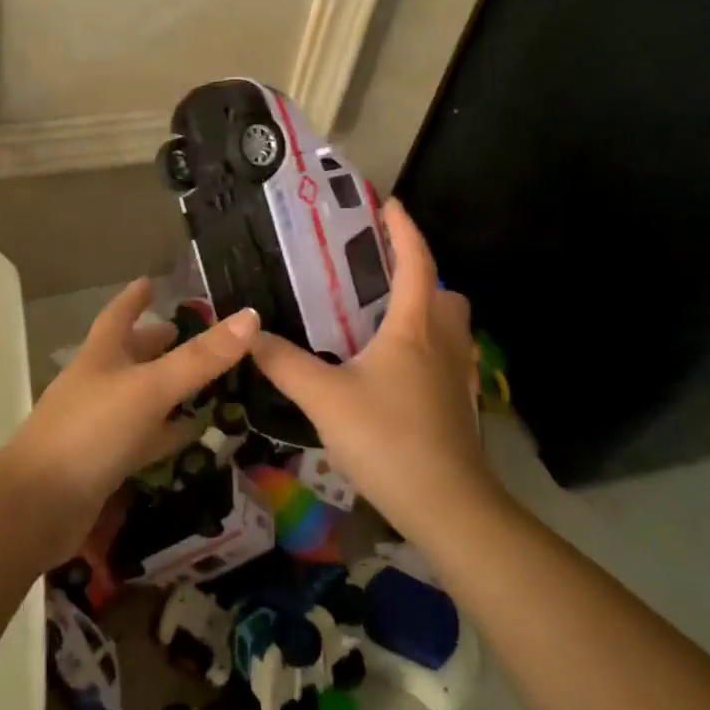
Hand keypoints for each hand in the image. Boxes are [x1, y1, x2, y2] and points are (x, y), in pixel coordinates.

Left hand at [0, 278, 258, 560]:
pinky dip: (169, 432)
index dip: (135, 298)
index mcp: (101, 355)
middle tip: (193, 332)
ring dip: (169, 387)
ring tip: (207, 380)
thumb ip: (200, 358)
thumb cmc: (91, 432)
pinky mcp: (105, 462)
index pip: (119, 315)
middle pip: (131, 354)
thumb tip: (250, 316)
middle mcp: (98, 383)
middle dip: (158, 341)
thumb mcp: (150, 388)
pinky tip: (193, 432)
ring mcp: (100, 424)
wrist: (36, 507)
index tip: (151, 282)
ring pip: (141, 396)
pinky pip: (145, 438)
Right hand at [252, 200, 496, 545]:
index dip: (403, 228)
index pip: (415, 261)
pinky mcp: (459, 403)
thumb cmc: (389, 438)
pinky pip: (446, 354)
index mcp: (414, 325)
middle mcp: (443, 340)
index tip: (388, 203)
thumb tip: (249, 334)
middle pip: (442, 289)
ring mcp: (457, 374)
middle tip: (378, 271)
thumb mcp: (324, 398)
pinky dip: (426, 344)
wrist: (448, 506)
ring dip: (424, 308)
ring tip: (380, 317)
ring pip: (449, 324)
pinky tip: (393, 368)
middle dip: (418, 271)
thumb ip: (284, 363)